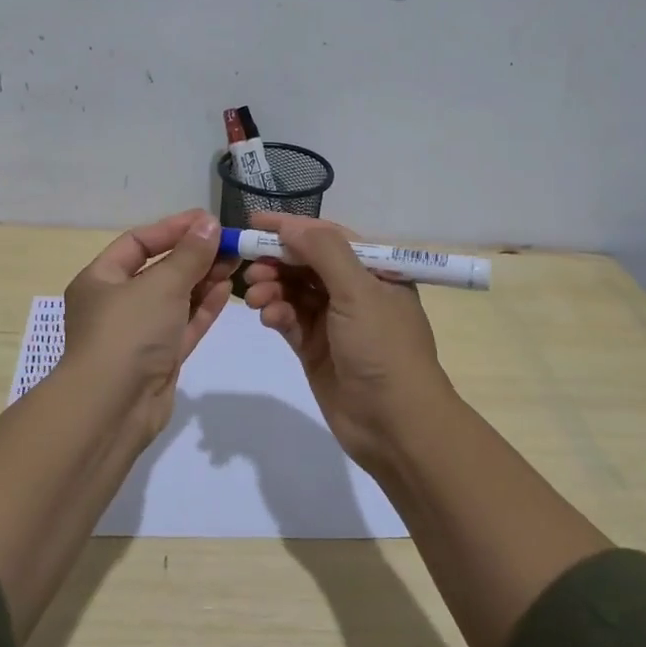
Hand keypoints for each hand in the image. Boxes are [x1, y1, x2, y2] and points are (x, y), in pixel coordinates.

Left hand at [59, 209, 233, 441]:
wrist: (113, 408)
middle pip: (159, 270)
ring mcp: (138, 333)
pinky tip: (226, 290)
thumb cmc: (128, 332)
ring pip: (175, 299)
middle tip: (230, 243)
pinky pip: (183, 325)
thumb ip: (189, 254)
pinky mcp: (158, 359)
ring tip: (235, 263)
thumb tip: (209, 223)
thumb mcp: (161, 284)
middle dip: (194, 256)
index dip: (173, 228)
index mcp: (100, 279)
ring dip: (203, 280)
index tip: (208, 221)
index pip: (138, 242)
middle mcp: (116, 303)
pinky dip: (202, 308)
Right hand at [241, 212, 455, 469]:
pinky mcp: (316, 348)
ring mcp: (334, 321)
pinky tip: (268, 317)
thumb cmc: (383, 348)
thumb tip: (288, 225)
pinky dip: (276, 313)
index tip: (253, 222)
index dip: (292, 228)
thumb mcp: (359, 291)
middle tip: (250, 265)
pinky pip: (290, 320)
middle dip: (277, 260)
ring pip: (294, 291)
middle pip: (306, 263)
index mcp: (375, 271)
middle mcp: (355, 291)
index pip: (328, 237)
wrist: (395, 424)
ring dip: (273, 287)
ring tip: (257, 296)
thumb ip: (323, 251)